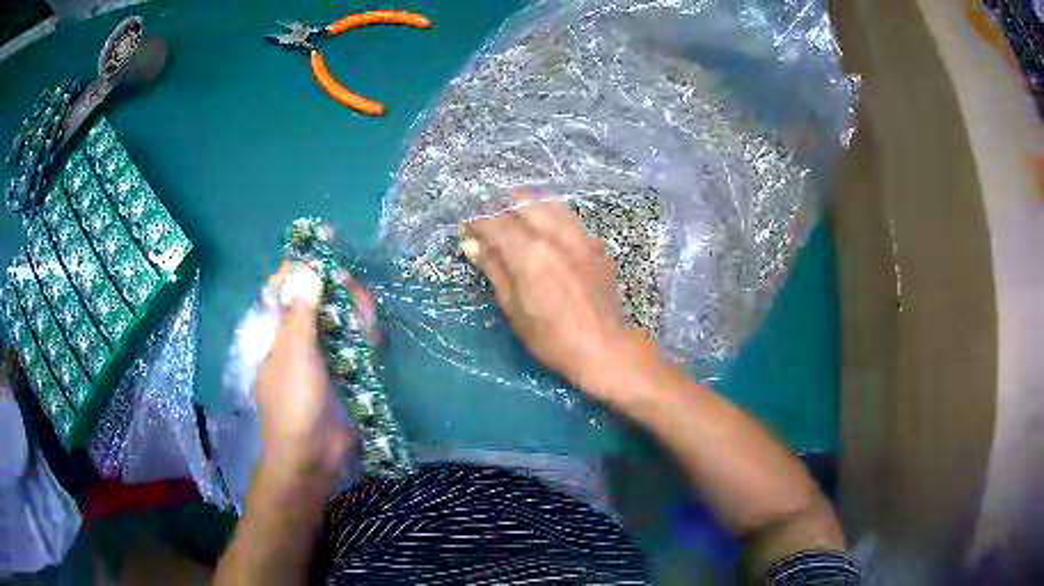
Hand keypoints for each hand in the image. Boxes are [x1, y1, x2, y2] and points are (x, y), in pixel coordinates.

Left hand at [253, 263, 373, 492]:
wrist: (313, 458)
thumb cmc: (294, 405)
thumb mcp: (294, 356)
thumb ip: (301, 313)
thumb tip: (308, 269)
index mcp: (276, 331)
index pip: (285, 287)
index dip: (302, 267)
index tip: (326, 251)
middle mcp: (297, 338)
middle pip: (318, 299)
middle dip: (337, 291)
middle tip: (355, 292)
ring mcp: (322, 355)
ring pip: (340, 320)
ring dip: (355, 314)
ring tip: (368, 321)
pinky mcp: (344, 372)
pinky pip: (355, 344)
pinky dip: (364, 337)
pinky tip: (373, 339)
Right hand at [460, 192, 645, 397]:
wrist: (604, 348)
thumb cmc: (551, 338)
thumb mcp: (513, 308)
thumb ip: (494, 269)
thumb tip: (473, 245)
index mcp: (531, 253)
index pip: (496, 223)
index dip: (476, 222)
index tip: (466, 229)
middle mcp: (557, 235)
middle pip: (523, 202)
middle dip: (500, 206)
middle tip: (487, 221)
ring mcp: (581, 237)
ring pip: (549, 203)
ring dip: (527, 205)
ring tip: (513, 219)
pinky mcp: (596, 245)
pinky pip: (568, 218)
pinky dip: (550, 216)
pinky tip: (544, 232)